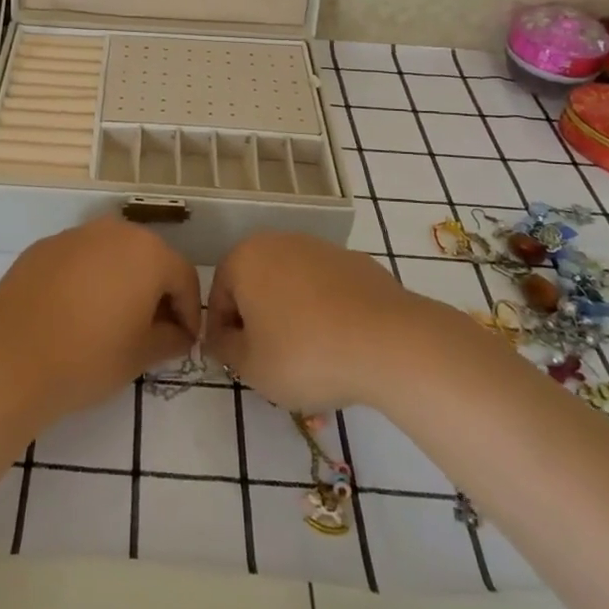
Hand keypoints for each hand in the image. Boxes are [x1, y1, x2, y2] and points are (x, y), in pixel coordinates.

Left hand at [0, 218, 200, 419]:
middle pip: (149, 258)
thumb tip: (178, 333)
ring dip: (121, 281)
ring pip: (112, 255)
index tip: (184, 341)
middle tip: (152, 330)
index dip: (190, 311)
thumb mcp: (141, 355)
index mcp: (148, 253)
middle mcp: (114, 231)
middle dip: (156, 291)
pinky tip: (75, 312)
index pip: (184, 277)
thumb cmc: (88, 357)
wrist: (10, 358)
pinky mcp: (43, 247)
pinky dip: (87, 279)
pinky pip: (79, 259)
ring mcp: (75, 235)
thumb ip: (170, 338)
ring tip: (113, 320)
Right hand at [205, 231, 446, 411]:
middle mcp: (279, 242)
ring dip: (293, 319)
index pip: (219, 297)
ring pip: (293, 289)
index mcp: (245, 259)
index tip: (238, 364)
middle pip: (257, 288)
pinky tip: (340, 346)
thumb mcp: (251, 367)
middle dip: (260, 324)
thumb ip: (225, 349)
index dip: (224, 335)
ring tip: (311, 361)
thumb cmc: (305, 354)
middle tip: (272, 364)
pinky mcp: (356, 262)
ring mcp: (321, 249)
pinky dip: (326, 314)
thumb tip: (223, 338)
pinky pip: (327, 291)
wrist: (389, 342)